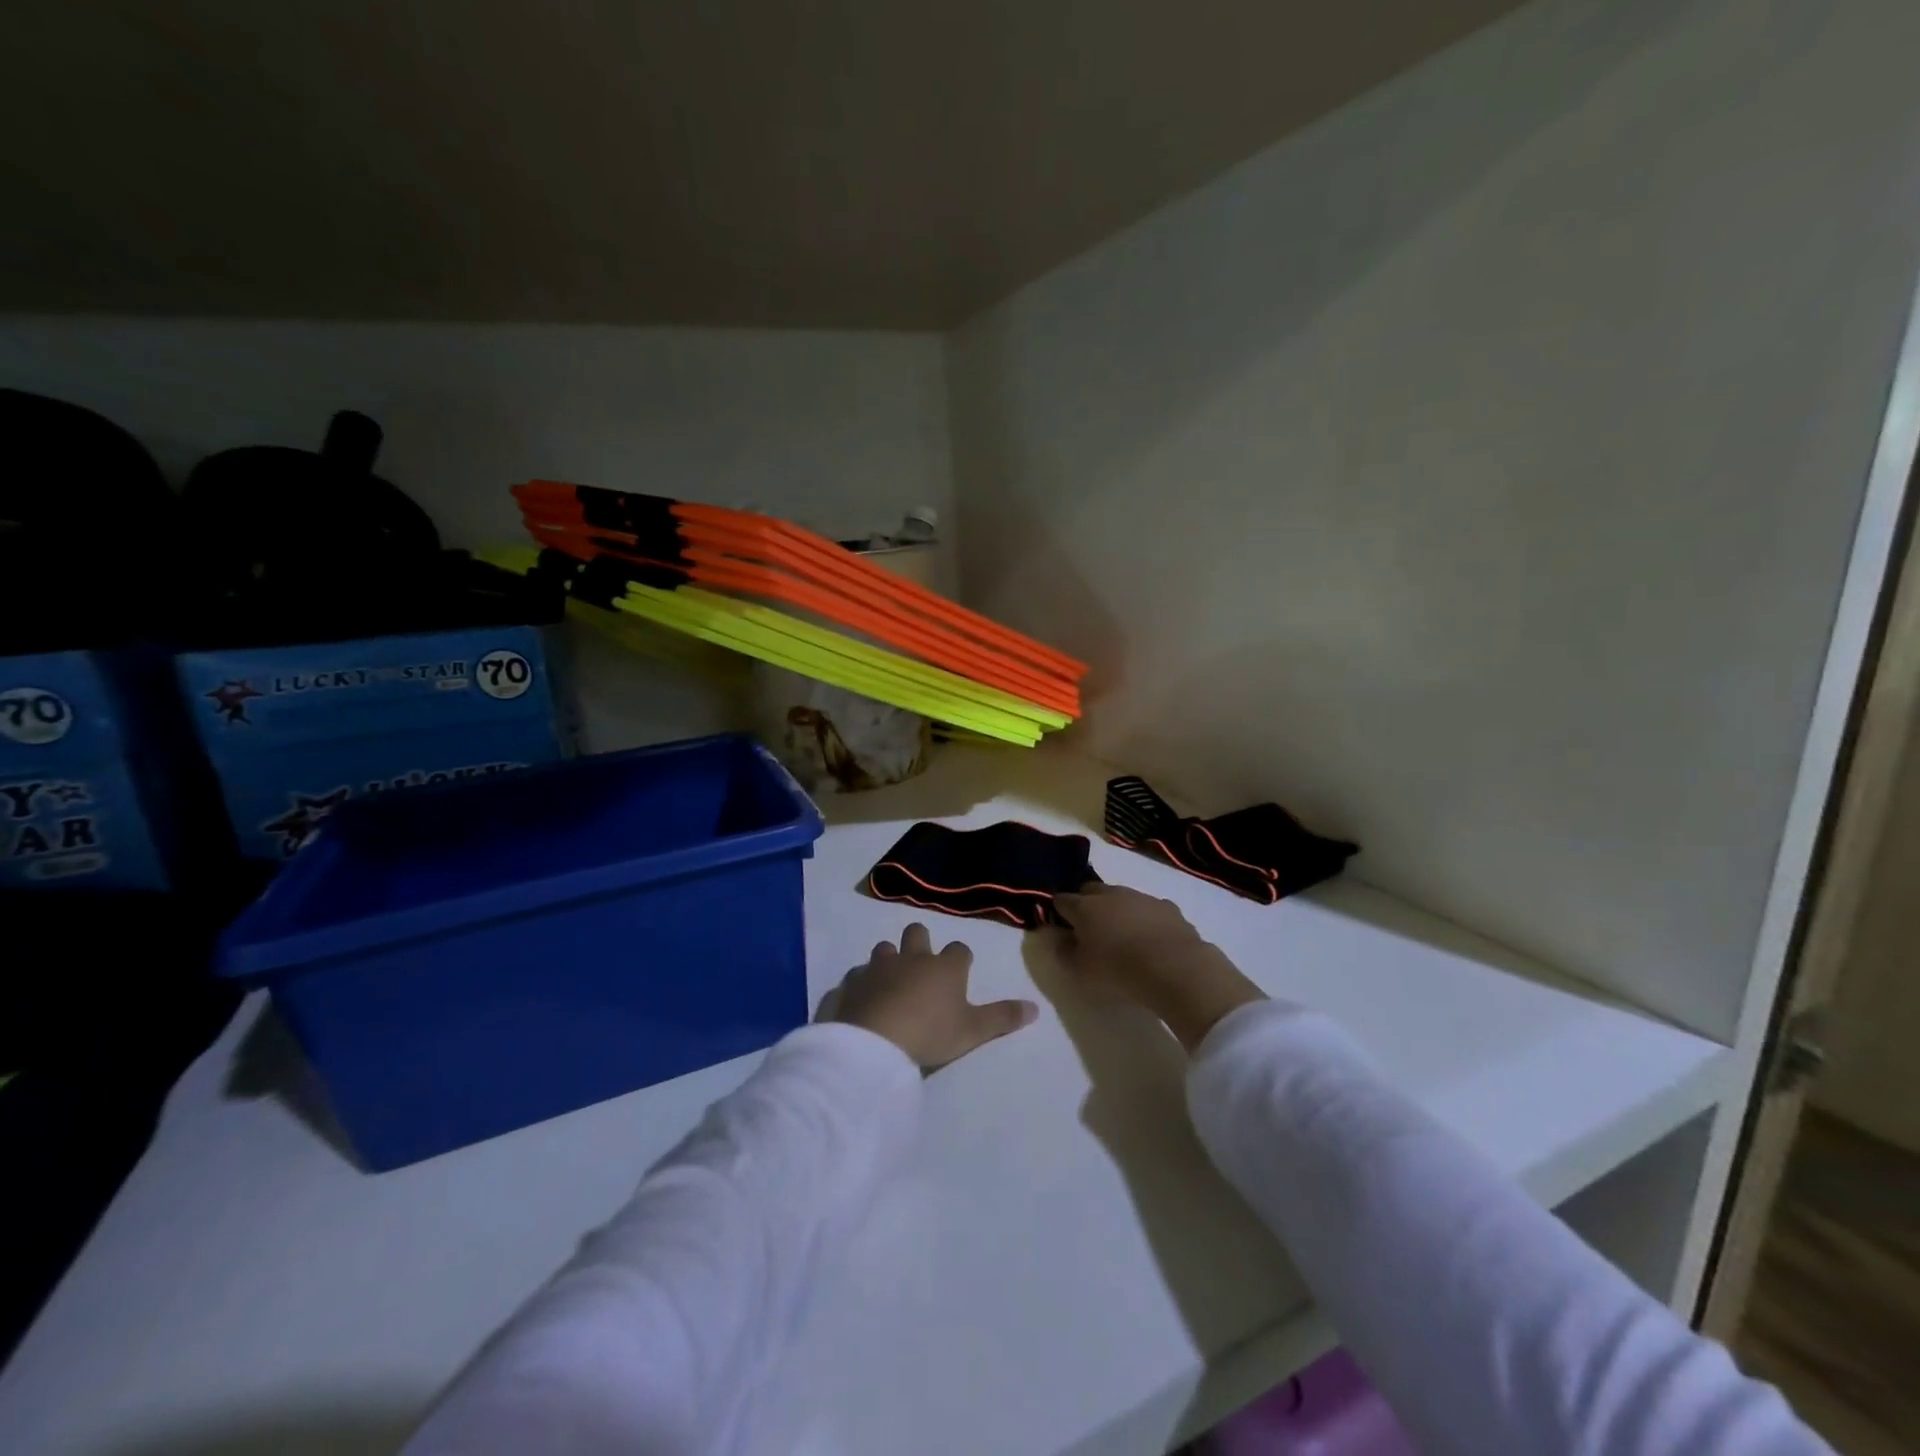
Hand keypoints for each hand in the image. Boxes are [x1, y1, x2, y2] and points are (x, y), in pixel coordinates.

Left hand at [825, 923, 1038, 1070]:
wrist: (876, 1042)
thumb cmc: (931, 1033)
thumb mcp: (973, 1031)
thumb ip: (1003, 1018)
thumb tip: (1036, 1007)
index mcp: (945, 967)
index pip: (959, 950)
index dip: (960, 959)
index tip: (960, 970)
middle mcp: (912, 958)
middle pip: (917, 933)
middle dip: (920, 941)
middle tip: (922, 963)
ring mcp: (879, 967)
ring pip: (884, 948)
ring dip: (888, 959)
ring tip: (890, 980)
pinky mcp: (852, 983)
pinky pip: (857, 975)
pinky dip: (862, 982)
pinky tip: (863, 997)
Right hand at [1052, 883, 1265, 1052]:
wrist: (1175, 968)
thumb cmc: (1118, 970)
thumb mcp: (1080, 971)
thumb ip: (1063, 952)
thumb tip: (1058, 937)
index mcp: (1085, 907)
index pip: (1062, 900)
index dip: (1058, 911)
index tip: (1060, 925)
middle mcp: (1111, 894)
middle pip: (1090, 890)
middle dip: (1086, 903)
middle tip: (1089, 928)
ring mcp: (1141, 897)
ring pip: (1121, 896)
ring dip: (1117, 909)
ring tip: (1122, 935)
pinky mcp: (1168, 907)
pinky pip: (1149, 908)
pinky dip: (1145, 918)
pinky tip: (1151, 938)